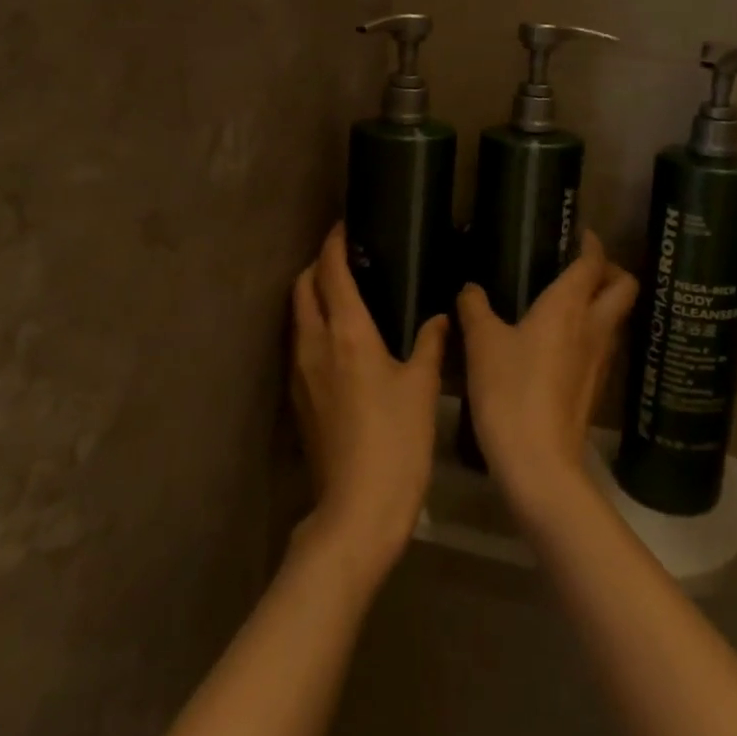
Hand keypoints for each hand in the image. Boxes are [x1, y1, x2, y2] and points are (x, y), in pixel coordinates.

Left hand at [290, 225, 445, 588]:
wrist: (357, 509)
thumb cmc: (396, 441)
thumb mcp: (422, 388)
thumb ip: (431, 345)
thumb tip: (440, 318)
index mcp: (347, 334)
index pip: (331, 273)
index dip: (334, 244)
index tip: (345, 226)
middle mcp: (314, 344)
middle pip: (303, 288)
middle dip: (318, 265)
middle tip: (346, 259)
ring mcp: (300, 372)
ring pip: (297, 316)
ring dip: (312, 295)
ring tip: (343, 292)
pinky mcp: (298, 398)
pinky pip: (299, 344)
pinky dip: (312, 325)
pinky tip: (338, 339)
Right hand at [456, 231, 638, 521]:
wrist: (538, 460)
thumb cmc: (509, 389)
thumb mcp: (481, 343)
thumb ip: (475, 309)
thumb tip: (470, 288)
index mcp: (569, 305)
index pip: (594, 263)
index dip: (592, 244)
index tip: (582, 234)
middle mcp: (594, 326)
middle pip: (624, 287)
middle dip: (611, 271)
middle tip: (583, 268)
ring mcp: (601, 359)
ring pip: (617, 317)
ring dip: (604, 303)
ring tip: (571, 302)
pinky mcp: (597, 386)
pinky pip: (604, 345)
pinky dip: (593, 332)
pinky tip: (563, 342)